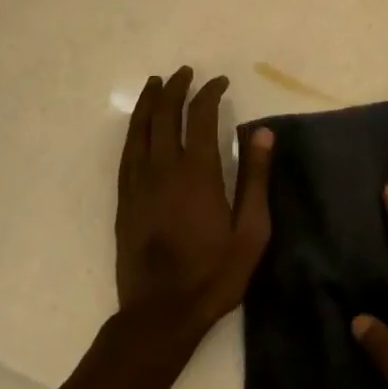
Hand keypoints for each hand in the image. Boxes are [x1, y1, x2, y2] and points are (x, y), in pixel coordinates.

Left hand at [115, 67, 273, 341]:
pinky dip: (134, 129)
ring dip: (150, 102)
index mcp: (198, 172)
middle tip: (185, 73)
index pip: (201, 116)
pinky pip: (127, 152)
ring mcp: (139, 183)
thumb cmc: (214, 274)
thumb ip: (255, 179)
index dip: (209, 93)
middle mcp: (164, 169)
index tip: (219, 82)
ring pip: (140, 129)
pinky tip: (139, 124)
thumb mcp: (251, 232)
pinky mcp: (125, 200)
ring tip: (156, 83)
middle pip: (165, 115)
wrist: (160, 315)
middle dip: (175, 88)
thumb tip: (262, 132)